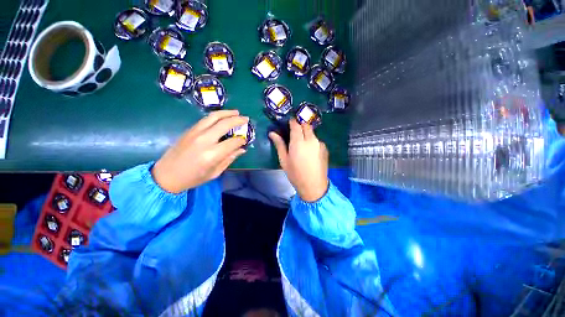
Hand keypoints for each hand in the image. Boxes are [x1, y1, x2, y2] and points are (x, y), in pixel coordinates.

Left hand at [153, 110, 247, 192]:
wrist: (166, 175)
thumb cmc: (193, 178)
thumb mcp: (215, 172)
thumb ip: (229, 159)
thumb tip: (242, 149)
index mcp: (212, 154)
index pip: (233, 142)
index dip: (241, 140)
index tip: (245, 140)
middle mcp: (204, 140)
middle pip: (224, 124)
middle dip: (238, 120)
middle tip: (246, 119)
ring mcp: (195, 133)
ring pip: (214, 116)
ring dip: (227, 113)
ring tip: (236, 112)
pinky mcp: (189, 130)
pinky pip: (206, 119)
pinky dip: (216, 116)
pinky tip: (222, 117)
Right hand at [269, 119, 328, 201]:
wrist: (314, 186)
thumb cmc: (295, 174)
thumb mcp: (284, 160)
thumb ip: (279, 145)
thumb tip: (272, 133)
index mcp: (298, 142)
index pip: (296, 124)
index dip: (292, 121)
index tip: (289, 122)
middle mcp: (311, 139)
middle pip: (306, 125)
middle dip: (300, 125)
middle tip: (294, 132)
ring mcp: (320, 144)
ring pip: (312, 132)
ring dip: (306, 133)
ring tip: (302, 143)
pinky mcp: (325, 148)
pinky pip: (317, 140)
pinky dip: (312, 141)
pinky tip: (310, 151)